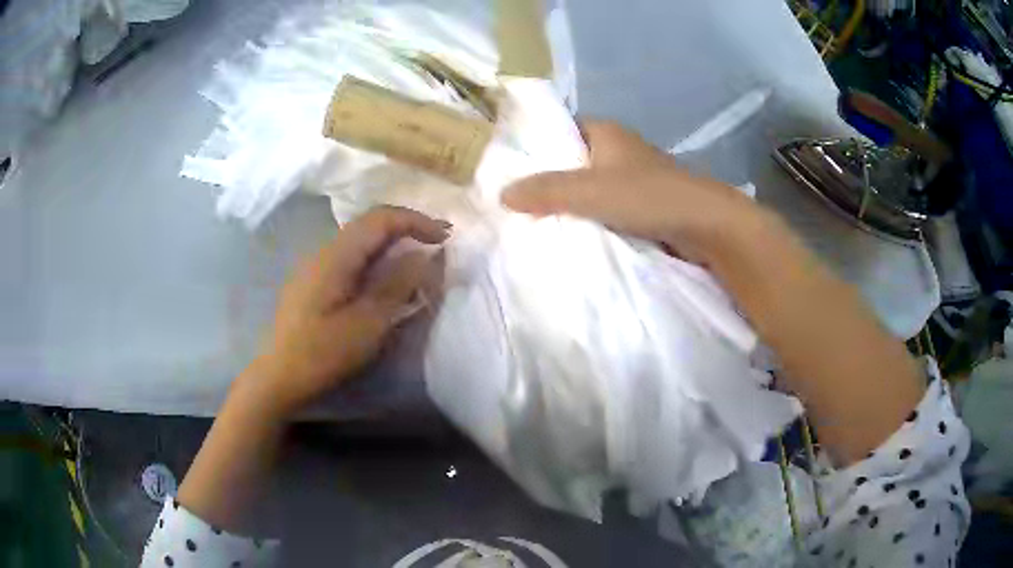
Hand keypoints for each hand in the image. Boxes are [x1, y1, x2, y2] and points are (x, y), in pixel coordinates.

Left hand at [252, 206, 450, 415]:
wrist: (279, 375)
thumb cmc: (323, 352)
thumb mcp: (368, 324)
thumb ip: (398, 285)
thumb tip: (424, 256)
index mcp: (337, 255)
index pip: (381, 219)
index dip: (417, 221)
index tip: (446, 237)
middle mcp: (325, 250)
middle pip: (370, 223)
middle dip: (407, 226)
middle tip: (438, 241)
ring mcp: (316, 265)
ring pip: (360, 239)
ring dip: (392, 241)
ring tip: (418, 257)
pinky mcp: (314, 281)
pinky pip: (351, 256)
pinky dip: (376, 257)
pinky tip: (386, 276)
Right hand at [501, 120, 760, 263]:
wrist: (706, 224)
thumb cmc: (648, 196)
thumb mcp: (589, 191)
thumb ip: (546, 191)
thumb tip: (502, 194)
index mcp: (605, 132)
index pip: (559, 129)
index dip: (535, 144)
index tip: (508, 167)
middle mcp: (618, 149)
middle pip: (572, 160)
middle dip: (548, 179)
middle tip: (515, 200)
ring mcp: (633, 177)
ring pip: (590, 185)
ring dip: (570, 201)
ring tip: (534, 219)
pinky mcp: (643, 203)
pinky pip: (606, 206)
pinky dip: (590, 217)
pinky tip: (571, 232)